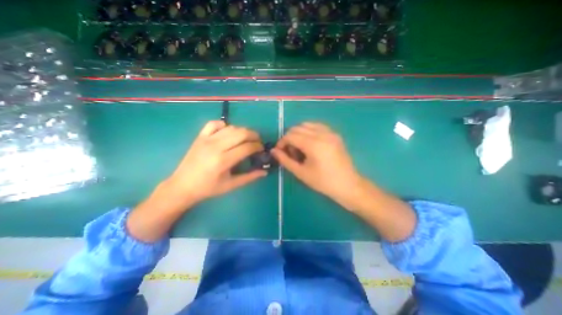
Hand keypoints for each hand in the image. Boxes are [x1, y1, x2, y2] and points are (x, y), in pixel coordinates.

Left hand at [164, 121, 265, 207]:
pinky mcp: (200, 137)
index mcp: (223, 160)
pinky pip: (214, 124)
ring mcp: (206, 139)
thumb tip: (265, 172)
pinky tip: (228, 132)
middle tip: (257, 142)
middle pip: (241, 133)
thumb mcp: (231, 185)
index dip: (258, 146)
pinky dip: (224, 125)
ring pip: (231, 127)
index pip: (247, 147)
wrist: (182, 186)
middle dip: (254, 135)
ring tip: (247, 138)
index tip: (262, 149)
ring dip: (242, 131)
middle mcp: (216, 146)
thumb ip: (249, 177)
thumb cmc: (208, 188)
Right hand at [272, 122, 364, 205]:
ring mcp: (330, 132)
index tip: (280, 151)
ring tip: (300, 148)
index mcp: (313, 144)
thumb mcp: (301, 173)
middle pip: (297, 127)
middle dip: (290, 138)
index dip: (282, 142)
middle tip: (291, 152)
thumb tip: (274, 151)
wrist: (348, 185)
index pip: (290, 135)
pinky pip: (317, 126)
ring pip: (307, 124)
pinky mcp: (335, 134)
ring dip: (299, 133)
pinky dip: (309, 131)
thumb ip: (285, 160)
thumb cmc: (323, 182)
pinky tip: (310, 144)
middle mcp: (322, 134)